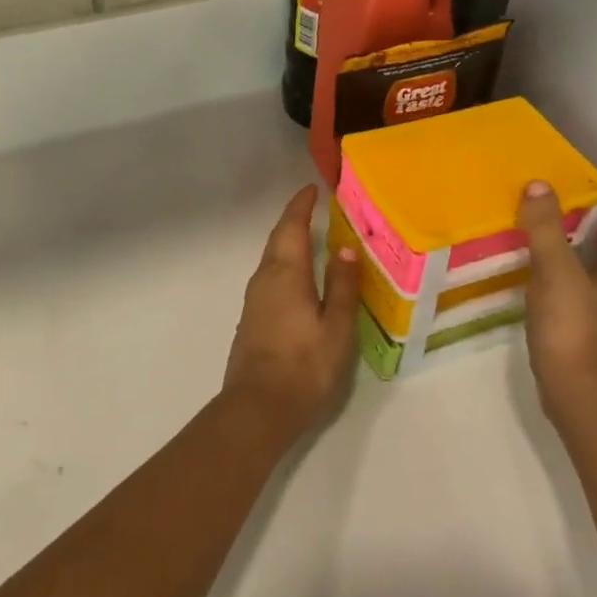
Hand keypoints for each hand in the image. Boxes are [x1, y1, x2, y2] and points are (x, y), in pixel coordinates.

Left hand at [222, 186, 362, 440]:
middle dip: (293, 221)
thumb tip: (345, 248)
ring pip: (271, 260)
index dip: (300, 206)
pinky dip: (284, 266)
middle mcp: (264, 279)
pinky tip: (298, 279)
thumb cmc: (304, 365)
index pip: (291, 227)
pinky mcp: (251, 319)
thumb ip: (342, 286)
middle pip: (277, 240)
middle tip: (312, 208)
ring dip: (287, 243)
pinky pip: (269, 278)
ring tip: (310, 240)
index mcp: (285, 274)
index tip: (311, 189)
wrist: (258, 407)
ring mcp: (254, 300)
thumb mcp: (336, 326)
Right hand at [516, 184, 596, 420]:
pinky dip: (562, 277)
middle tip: (566, 212)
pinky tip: (534, 274)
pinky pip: (578, 292)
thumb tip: (540, 184)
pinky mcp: (583, 331)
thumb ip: (546, 229)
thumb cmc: (576, 330)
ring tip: (544, 237)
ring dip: (578, 251)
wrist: (579, 396)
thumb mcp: (558, 272)